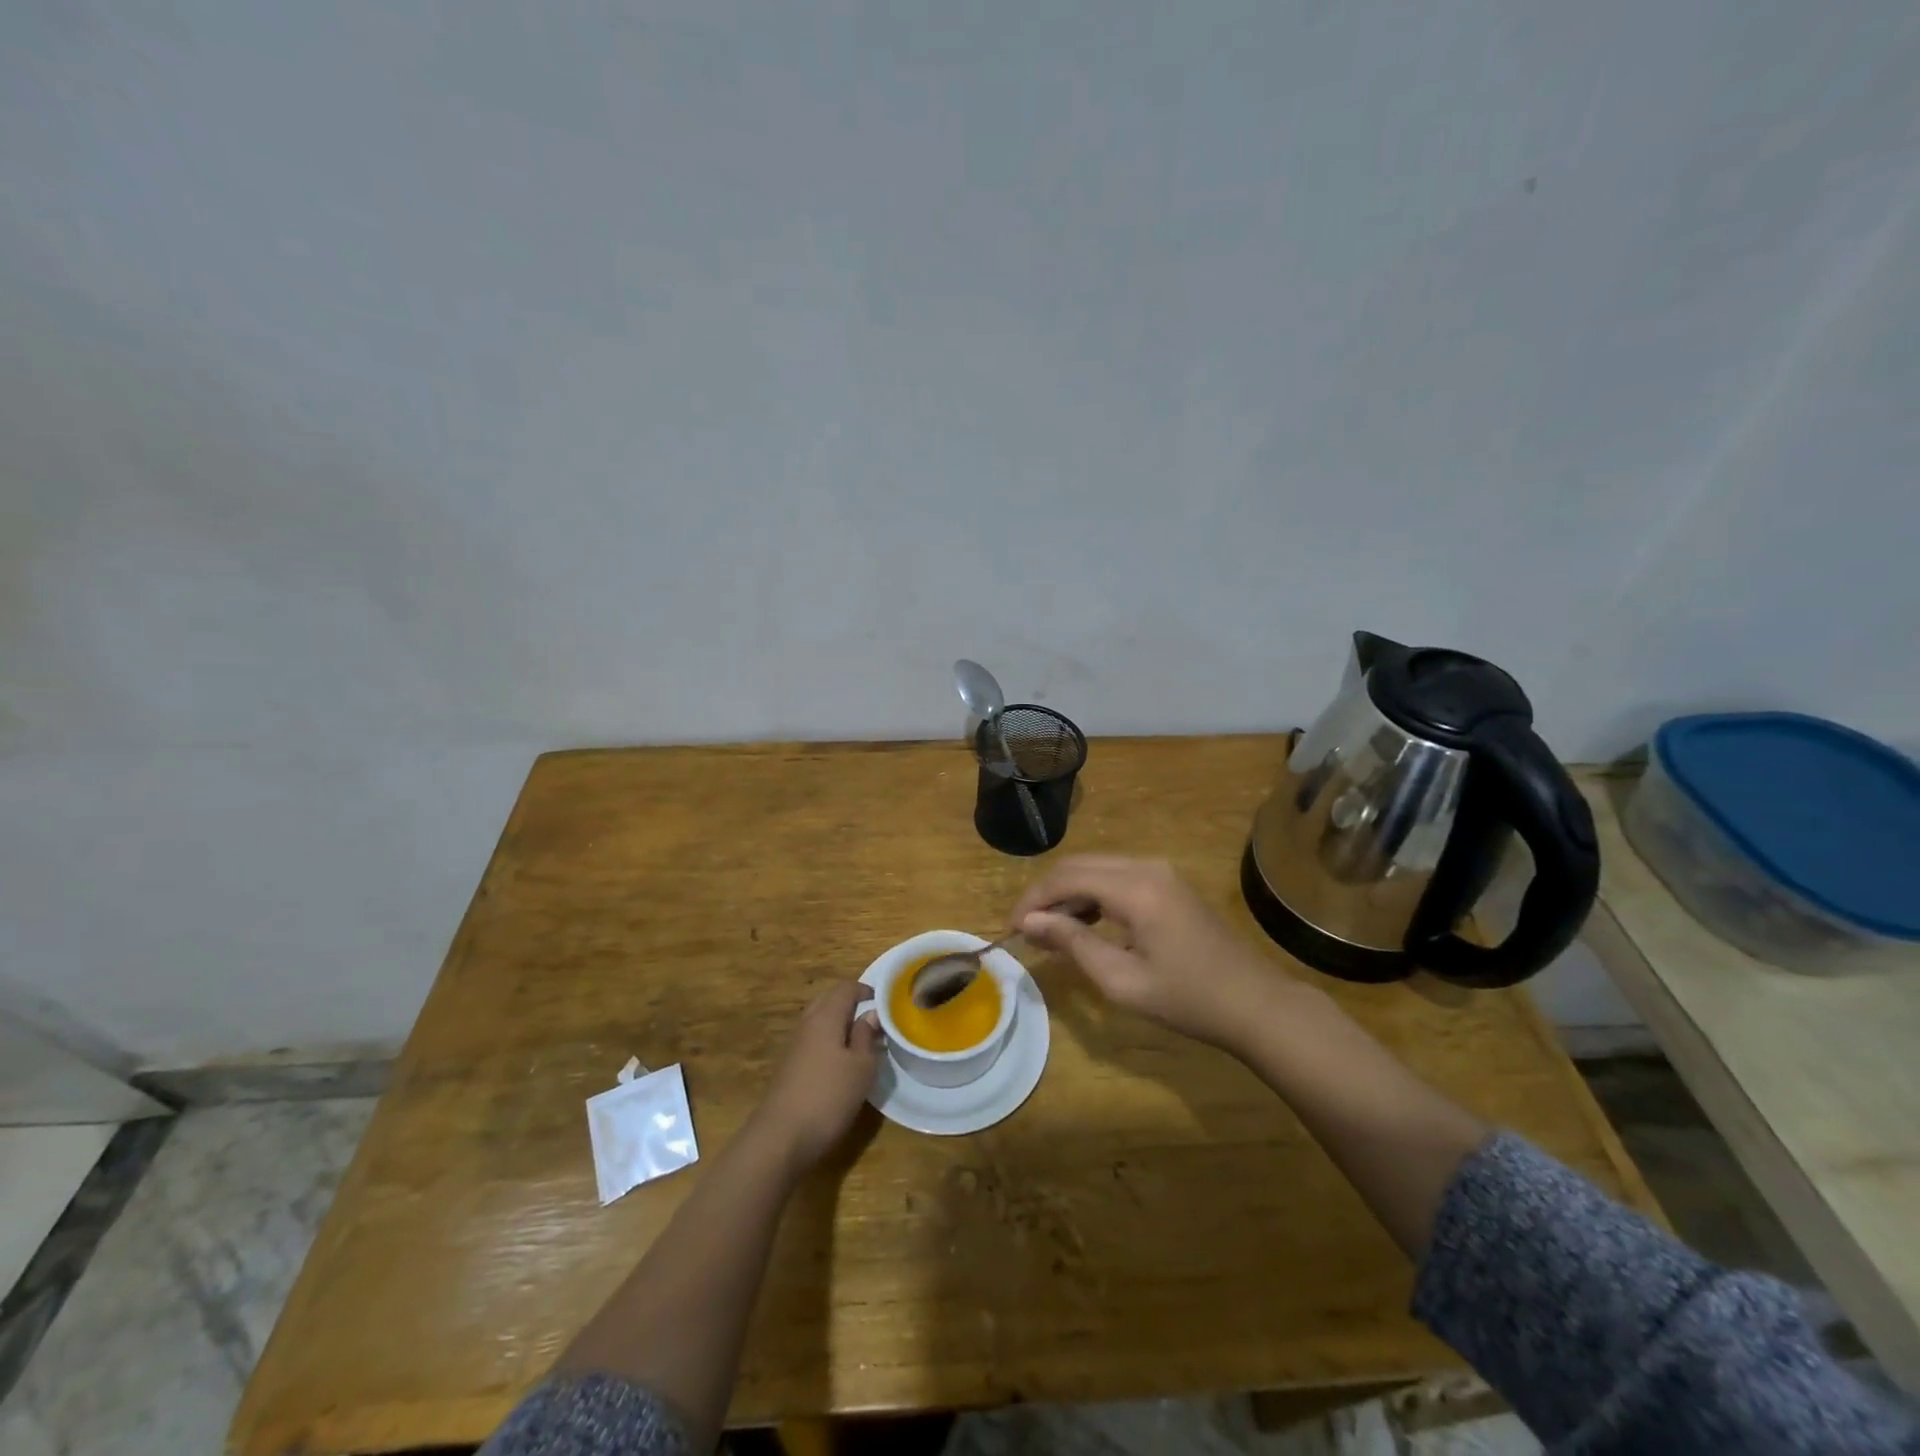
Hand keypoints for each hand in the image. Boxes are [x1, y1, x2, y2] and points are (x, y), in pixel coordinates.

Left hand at [748, 981, 882, 1173]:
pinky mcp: (789, 1068)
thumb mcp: (860, 1067)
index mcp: (825, 1017)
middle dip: (851, 1004)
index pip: (845, 988)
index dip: (866, 990)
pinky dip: (829, 1042)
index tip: (885, 1002)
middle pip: (828, 1000)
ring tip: (862, 1042)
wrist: (780, 1138)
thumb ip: (866, 1037)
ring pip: (819, 1022)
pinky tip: (841, 1064)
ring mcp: (795, 1046)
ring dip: (840, 1025)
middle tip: (874, 1020)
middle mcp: (807, 1025)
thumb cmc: (828, 1097)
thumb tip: (871, 1014)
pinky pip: (813, 1041)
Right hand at [1013, 856, 1292, 1053]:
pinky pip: (1117, 876)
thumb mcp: (1122, 980)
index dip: (1033, 900)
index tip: (1011, 929)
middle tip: (1026, 930)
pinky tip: (1084, 924)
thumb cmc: (1188, 1000)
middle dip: (1046, 893)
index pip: (1066, 878)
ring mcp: (1160, 872)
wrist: (1255, 1004)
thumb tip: (1029, 921)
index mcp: (1135, 888)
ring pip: (1096, 868)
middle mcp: (1146, 867)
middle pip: (1079, 865)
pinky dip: (1092, 894)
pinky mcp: (1168, 883)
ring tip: (1049, 931)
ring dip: (1068, 893)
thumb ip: (1072, 944)